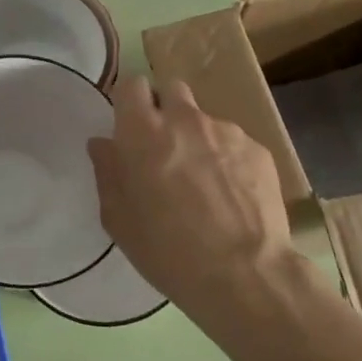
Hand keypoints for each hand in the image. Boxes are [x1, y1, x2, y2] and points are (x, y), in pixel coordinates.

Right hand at [87, 75, 292, 314]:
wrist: (244, 275)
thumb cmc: (168, 250)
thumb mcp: (119, 219)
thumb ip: (107, 172)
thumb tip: (103, 144)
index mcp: (143, 131)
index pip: (131, 85)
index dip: (130, 102)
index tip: (131, 126)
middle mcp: (184, 119)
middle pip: (171, 90)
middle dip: (166, 109)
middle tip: (165, 148)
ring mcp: (226, 130)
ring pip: (205, 120)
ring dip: (199, 140)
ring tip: (206, 184)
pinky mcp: (258, 149)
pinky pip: (235, 144)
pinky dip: (229, 161)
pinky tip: (233, 197)